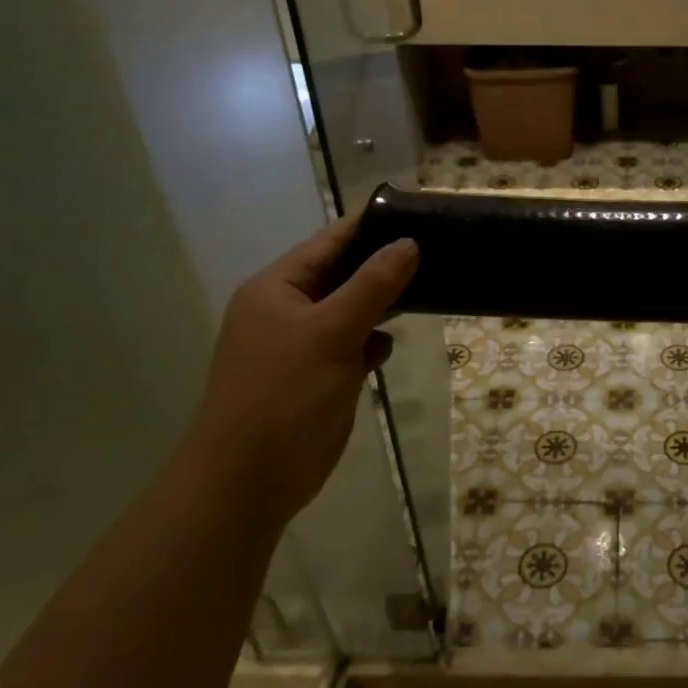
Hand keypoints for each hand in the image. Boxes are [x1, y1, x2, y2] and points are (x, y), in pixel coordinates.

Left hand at [181, 212, 417, 523]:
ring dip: (383, 303)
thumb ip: (372, 285)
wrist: (250, 479)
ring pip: (353, 310)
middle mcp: (289, 310)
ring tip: (430, 285)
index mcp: (278, 288)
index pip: (329, 242)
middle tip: (437, 247)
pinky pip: (354, 344)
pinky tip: (391, 345)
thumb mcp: (331, 331)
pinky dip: (373, 341)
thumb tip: (408, 243)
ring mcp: (304, 344)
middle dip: (384, 264)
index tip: (415, 208)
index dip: (370, 224)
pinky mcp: (320, 375)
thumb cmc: (284, 394)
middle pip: (344, 274)